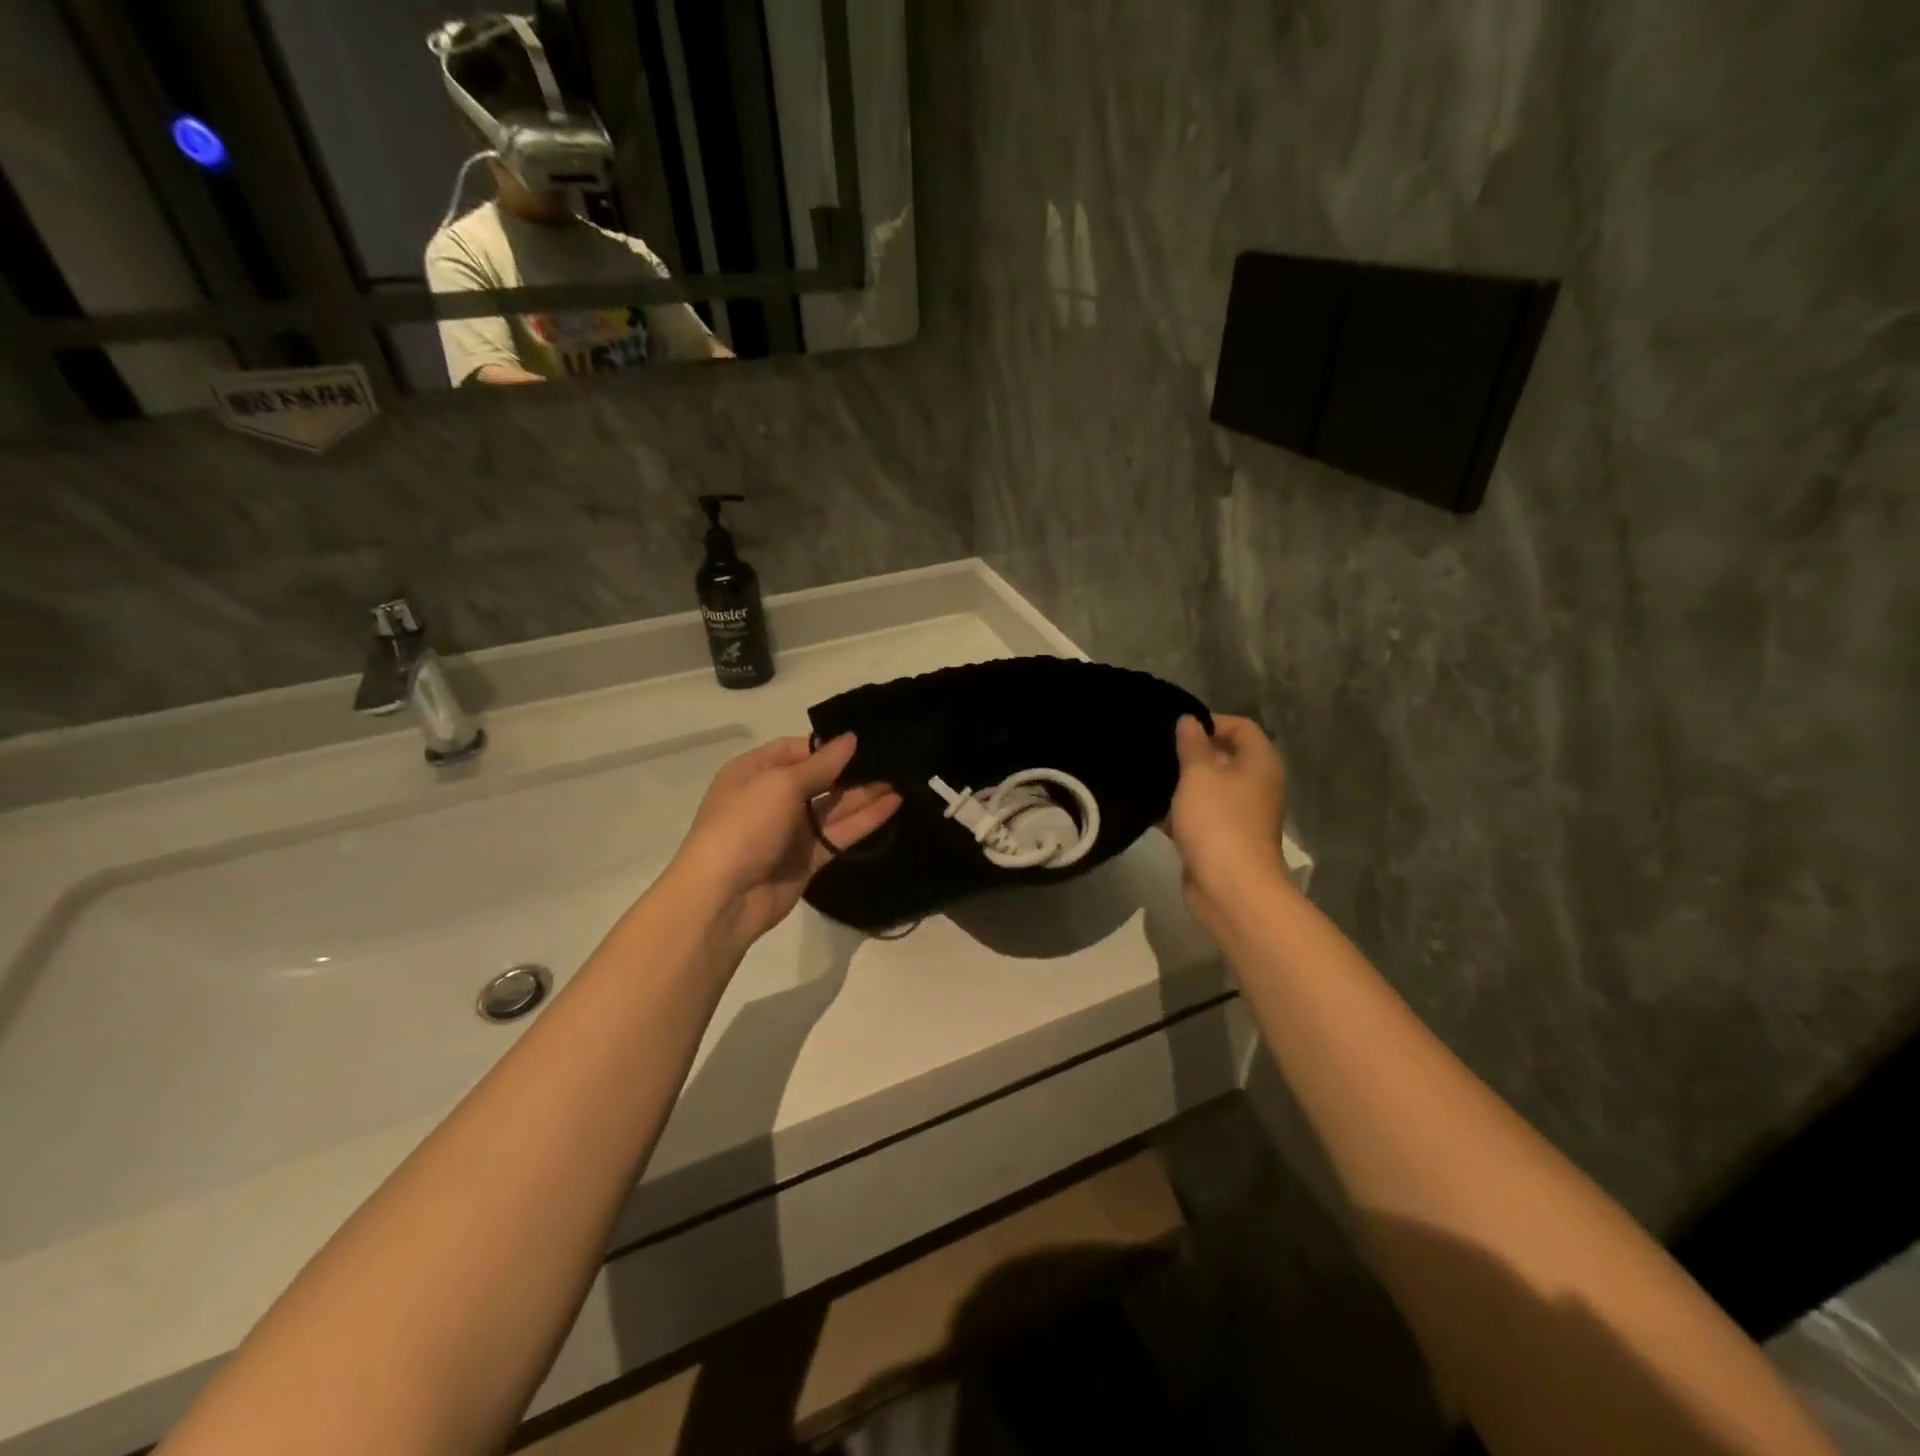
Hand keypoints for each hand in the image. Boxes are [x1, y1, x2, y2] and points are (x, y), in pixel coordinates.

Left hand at [667, 733, 900, 946]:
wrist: (722, 897)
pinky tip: (893, 805)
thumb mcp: (780, 784)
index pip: (797, 750)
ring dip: (866, 793)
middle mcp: (773, 798)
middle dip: (854, 769)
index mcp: (754, 772)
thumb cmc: (744, 826)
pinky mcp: (808, 858)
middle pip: (820, 778)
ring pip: (834, 807)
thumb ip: (821, 764)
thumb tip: (851, 739)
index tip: (866, 739)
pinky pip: (840, 834)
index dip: (829, 745)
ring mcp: (791, 830)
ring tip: (904, 778)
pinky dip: (865, 820)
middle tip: (895, 758)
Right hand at [1164, 715, 1289, 923]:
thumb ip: (1192, 745)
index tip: (1177, 729)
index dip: (1211, 722)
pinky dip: (1179, 812)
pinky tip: (1150, 810)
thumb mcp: (1199, 776)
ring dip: (1181, 784)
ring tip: (1148, 777)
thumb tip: (1188, 720)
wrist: (1231, 890)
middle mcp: (1254, 785)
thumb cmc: (1218, 823)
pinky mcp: (1221, 839)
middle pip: (1224, 757)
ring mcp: (1239, 815)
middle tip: (1157, 751)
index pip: (1241, 727)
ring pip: (1208, 788)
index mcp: (1259, 764)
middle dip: (1190, 753)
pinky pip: (1199, 815)